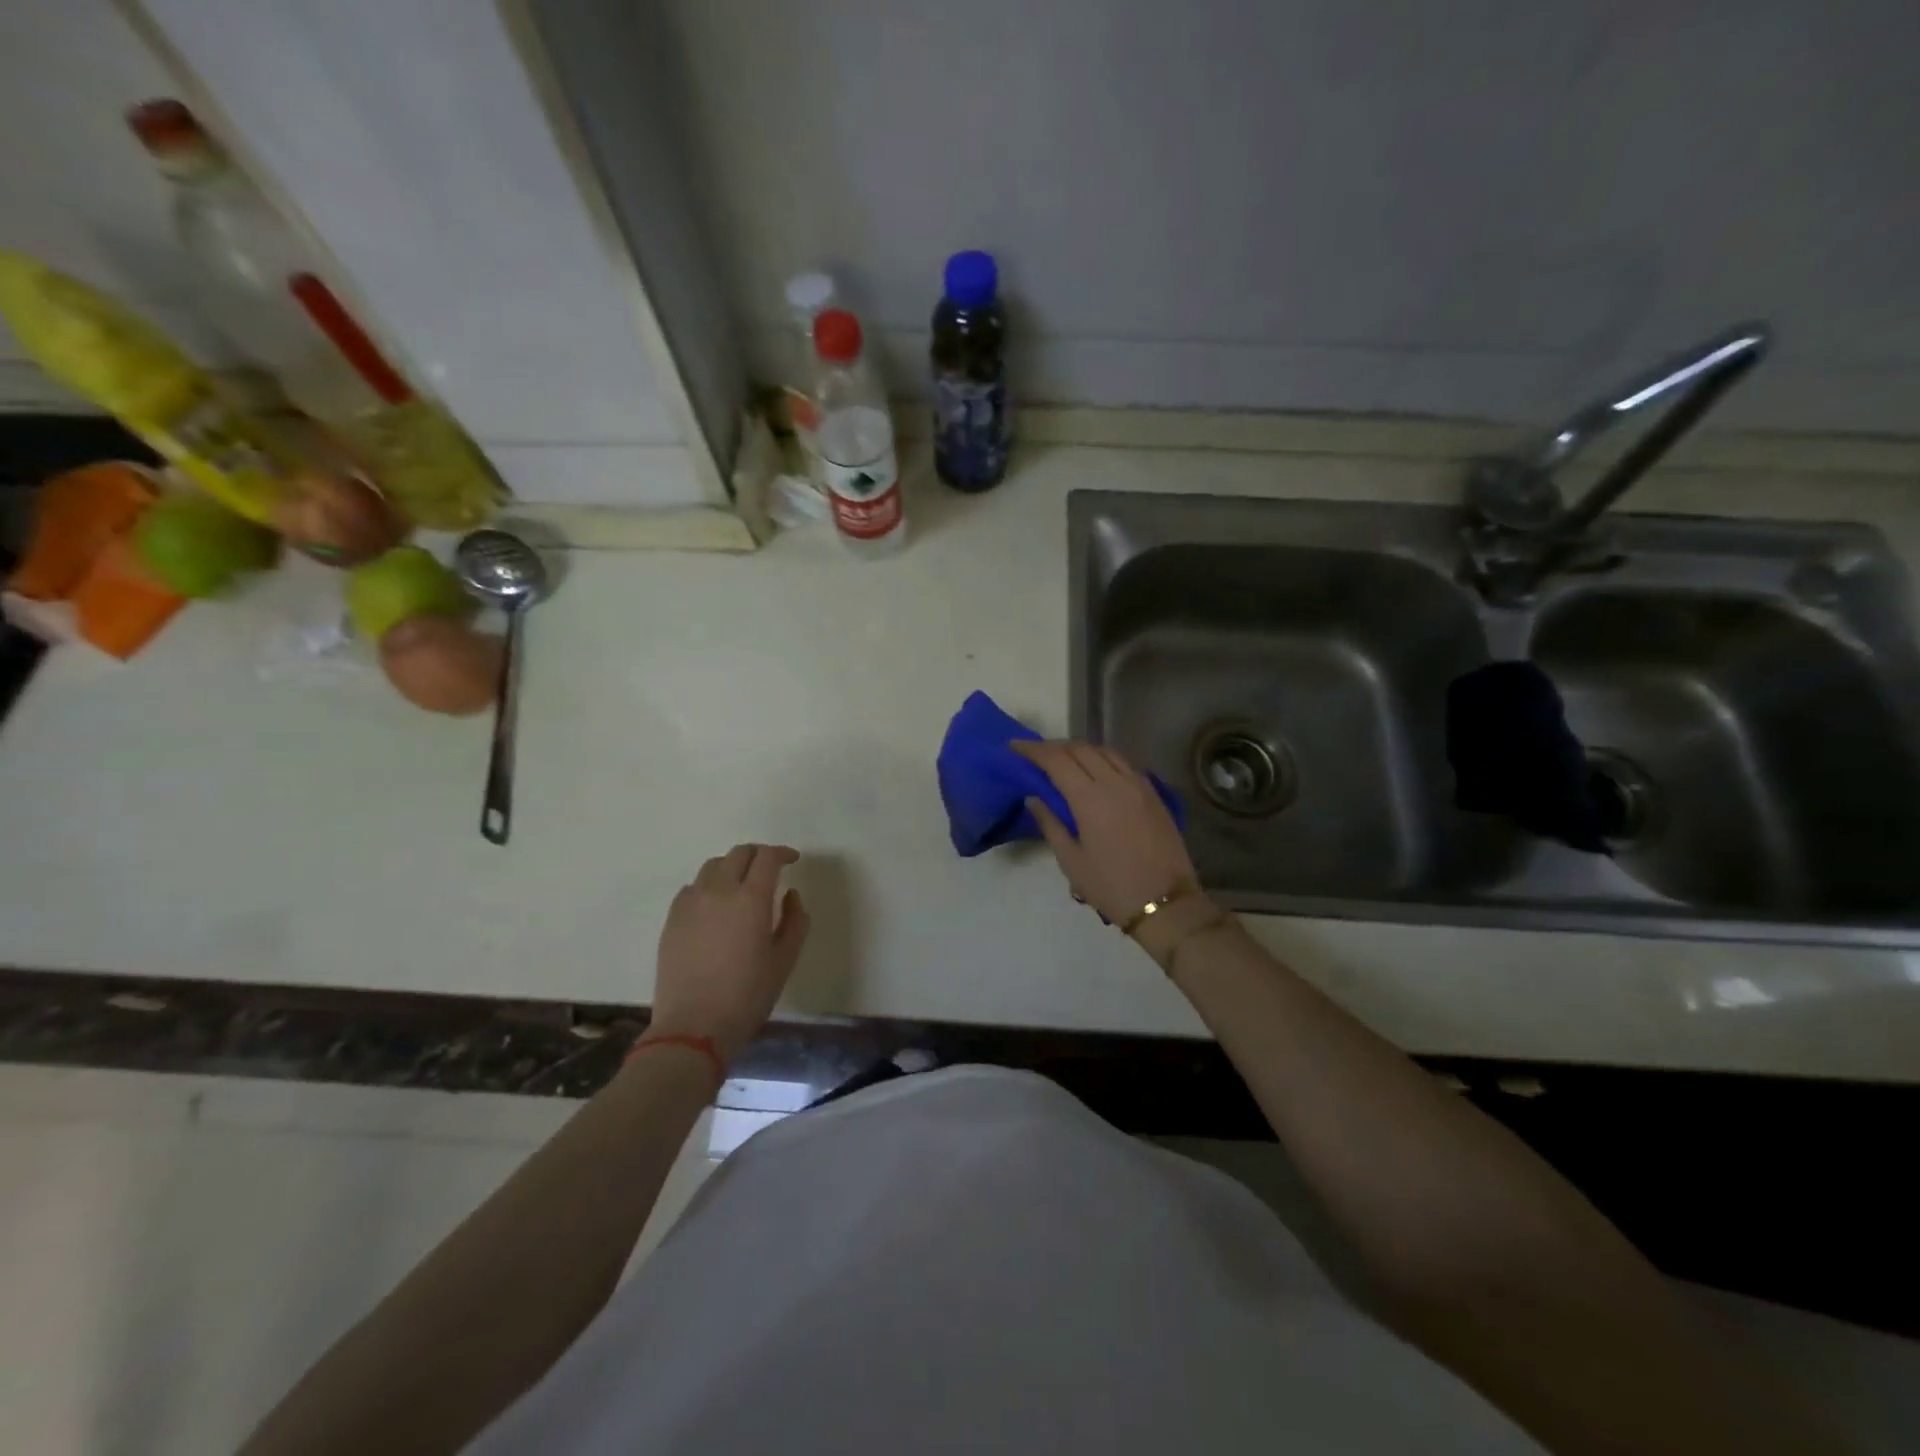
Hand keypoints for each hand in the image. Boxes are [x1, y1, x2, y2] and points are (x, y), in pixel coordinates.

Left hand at [649, 844, 809, 1062]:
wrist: (693, 1028)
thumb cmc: (747, 996)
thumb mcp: (785, 960)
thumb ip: (795, 920)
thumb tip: (790, 895)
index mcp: (751, 899)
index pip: (767, 857)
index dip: (783, 853)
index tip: (793, 860)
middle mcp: (719, 891)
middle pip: (739, 853)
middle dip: (759, 854)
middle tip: (771, 869)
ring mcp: (690, 903)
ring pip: (713, 866)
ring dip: (733, 867)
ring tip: (742, 885)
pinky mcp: (672, 919)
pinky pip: (692, 887)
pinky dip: (709, 885)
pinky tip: (715, 906)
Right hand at [1011, 740, 1201, 923]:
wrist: (1165, 903)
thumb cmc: (1111, 886)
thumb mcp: (1071, 861)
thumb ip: (1050, 823)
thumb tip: (1033, 798)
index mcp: (1090, 798)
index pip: (1056, 759)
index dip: (1033, 749)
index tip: (1014, 746)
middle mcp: (1115, 782)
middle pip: (1080, 749)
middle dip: (1054, 746)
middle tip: (1035, 755)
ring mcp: (1138, 784)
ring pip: (1104, 751)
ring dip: (1079, 750)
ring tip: (1063, 760)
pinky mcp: (1153, 792)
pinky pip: (1123, 763)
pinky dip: (1102, 759)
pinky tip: (1095, 771)